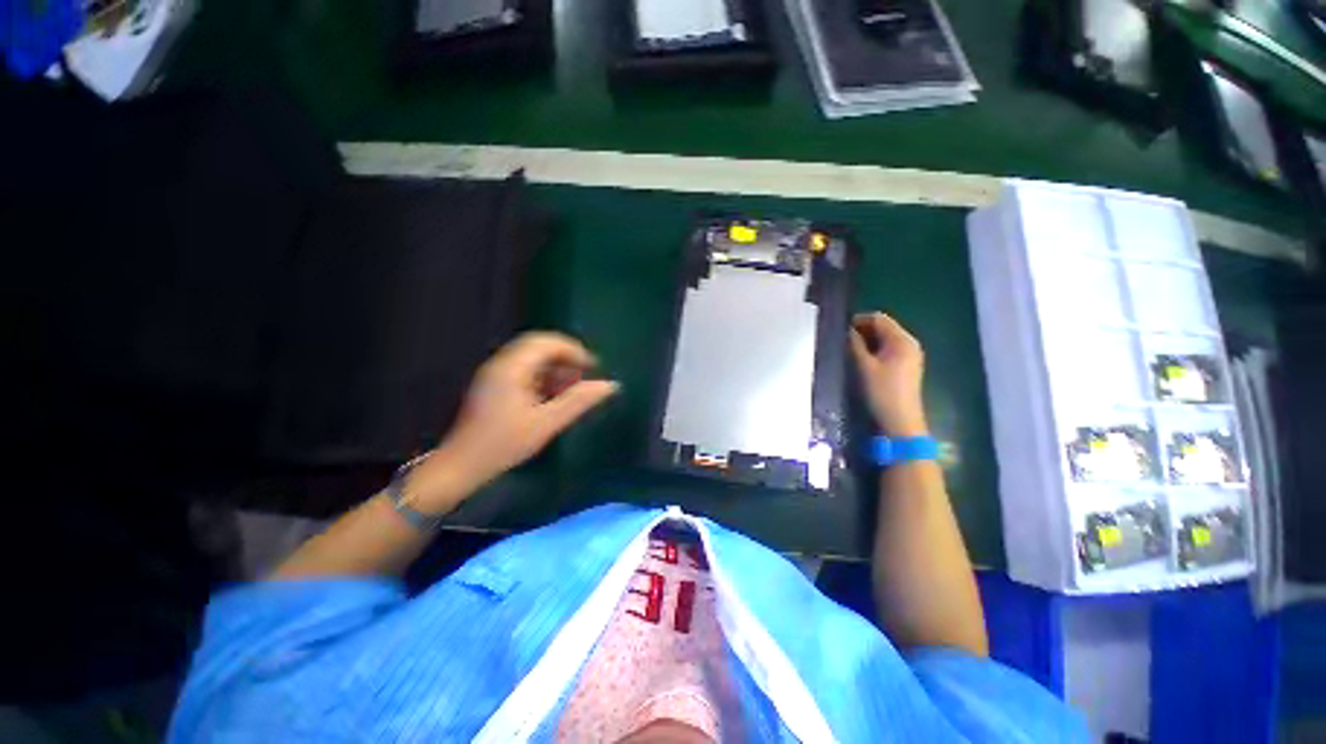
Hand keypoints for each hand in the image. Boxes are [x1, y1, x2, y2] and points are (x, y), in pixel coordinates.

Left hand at [408, 332, 618, 508]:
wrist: (460, 466)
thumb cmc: (503, 445)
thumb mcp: (546, 424)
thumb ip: (578, 401)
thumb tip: (610, 385)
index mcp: (511, 368)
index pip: (547, 342)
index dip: (574, 349)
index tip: (593, 367)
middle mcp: (501, 363)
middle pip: (539, 345)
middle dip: (566, 357)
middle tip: (584, 376)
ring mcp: (495, 373)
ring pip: (532, 357)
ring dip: (555, 367)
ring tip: (571, 388)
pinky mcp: (494, 384)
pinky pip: (524, 369)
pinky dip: (543, 376)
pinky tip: (553, 396)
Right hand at [850, 313, 928, 436]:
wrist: (901, 421)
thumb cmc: (882, 392)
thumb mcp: (864, 367)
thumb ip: (855, 345)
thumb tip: (848, 331)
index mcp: (902, 340)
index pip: (879, 319)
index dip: (859, 320)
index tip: (840, 329)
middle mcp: (909, 343)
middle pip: (884, 327)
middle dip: (863, 330)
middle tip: (842, 340)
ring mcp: (910, 355)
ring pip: (885, 339)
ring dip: (868, 340)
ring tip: (849, 349)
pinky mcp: (907, 366)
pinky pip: (889, 349)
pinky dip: (875, 349)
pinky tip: (862, 359)